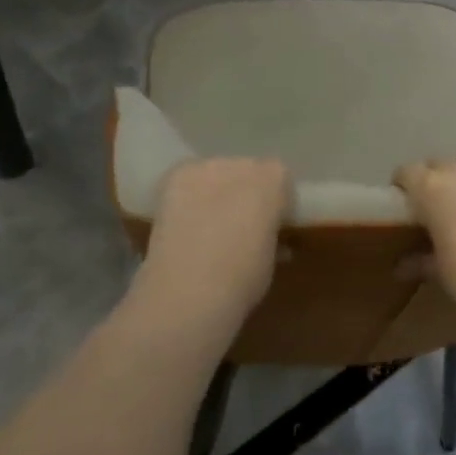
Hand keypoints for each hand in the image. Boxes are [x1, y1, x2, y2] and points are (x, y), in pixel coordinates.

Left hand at [134, 157, 291, 336]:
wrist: (188, 291)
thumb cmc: (241, 280)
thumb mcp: (270, 258)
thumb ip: (270, 235)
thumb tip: (263, 235)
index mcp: (275, 179)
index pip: (281, 181)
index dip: (277, 204)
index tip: (272, 227)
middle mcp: (242, 163)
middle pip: (248, 171)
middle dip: (246, 193)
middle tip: (239, 227)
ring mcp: (205, 167)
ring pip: (217, 174)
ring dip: (216, 192)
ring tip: (207, 227)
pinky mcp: (174, 178)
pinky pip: (188, 182)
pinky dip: (189, 197)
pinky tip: (184, 223)